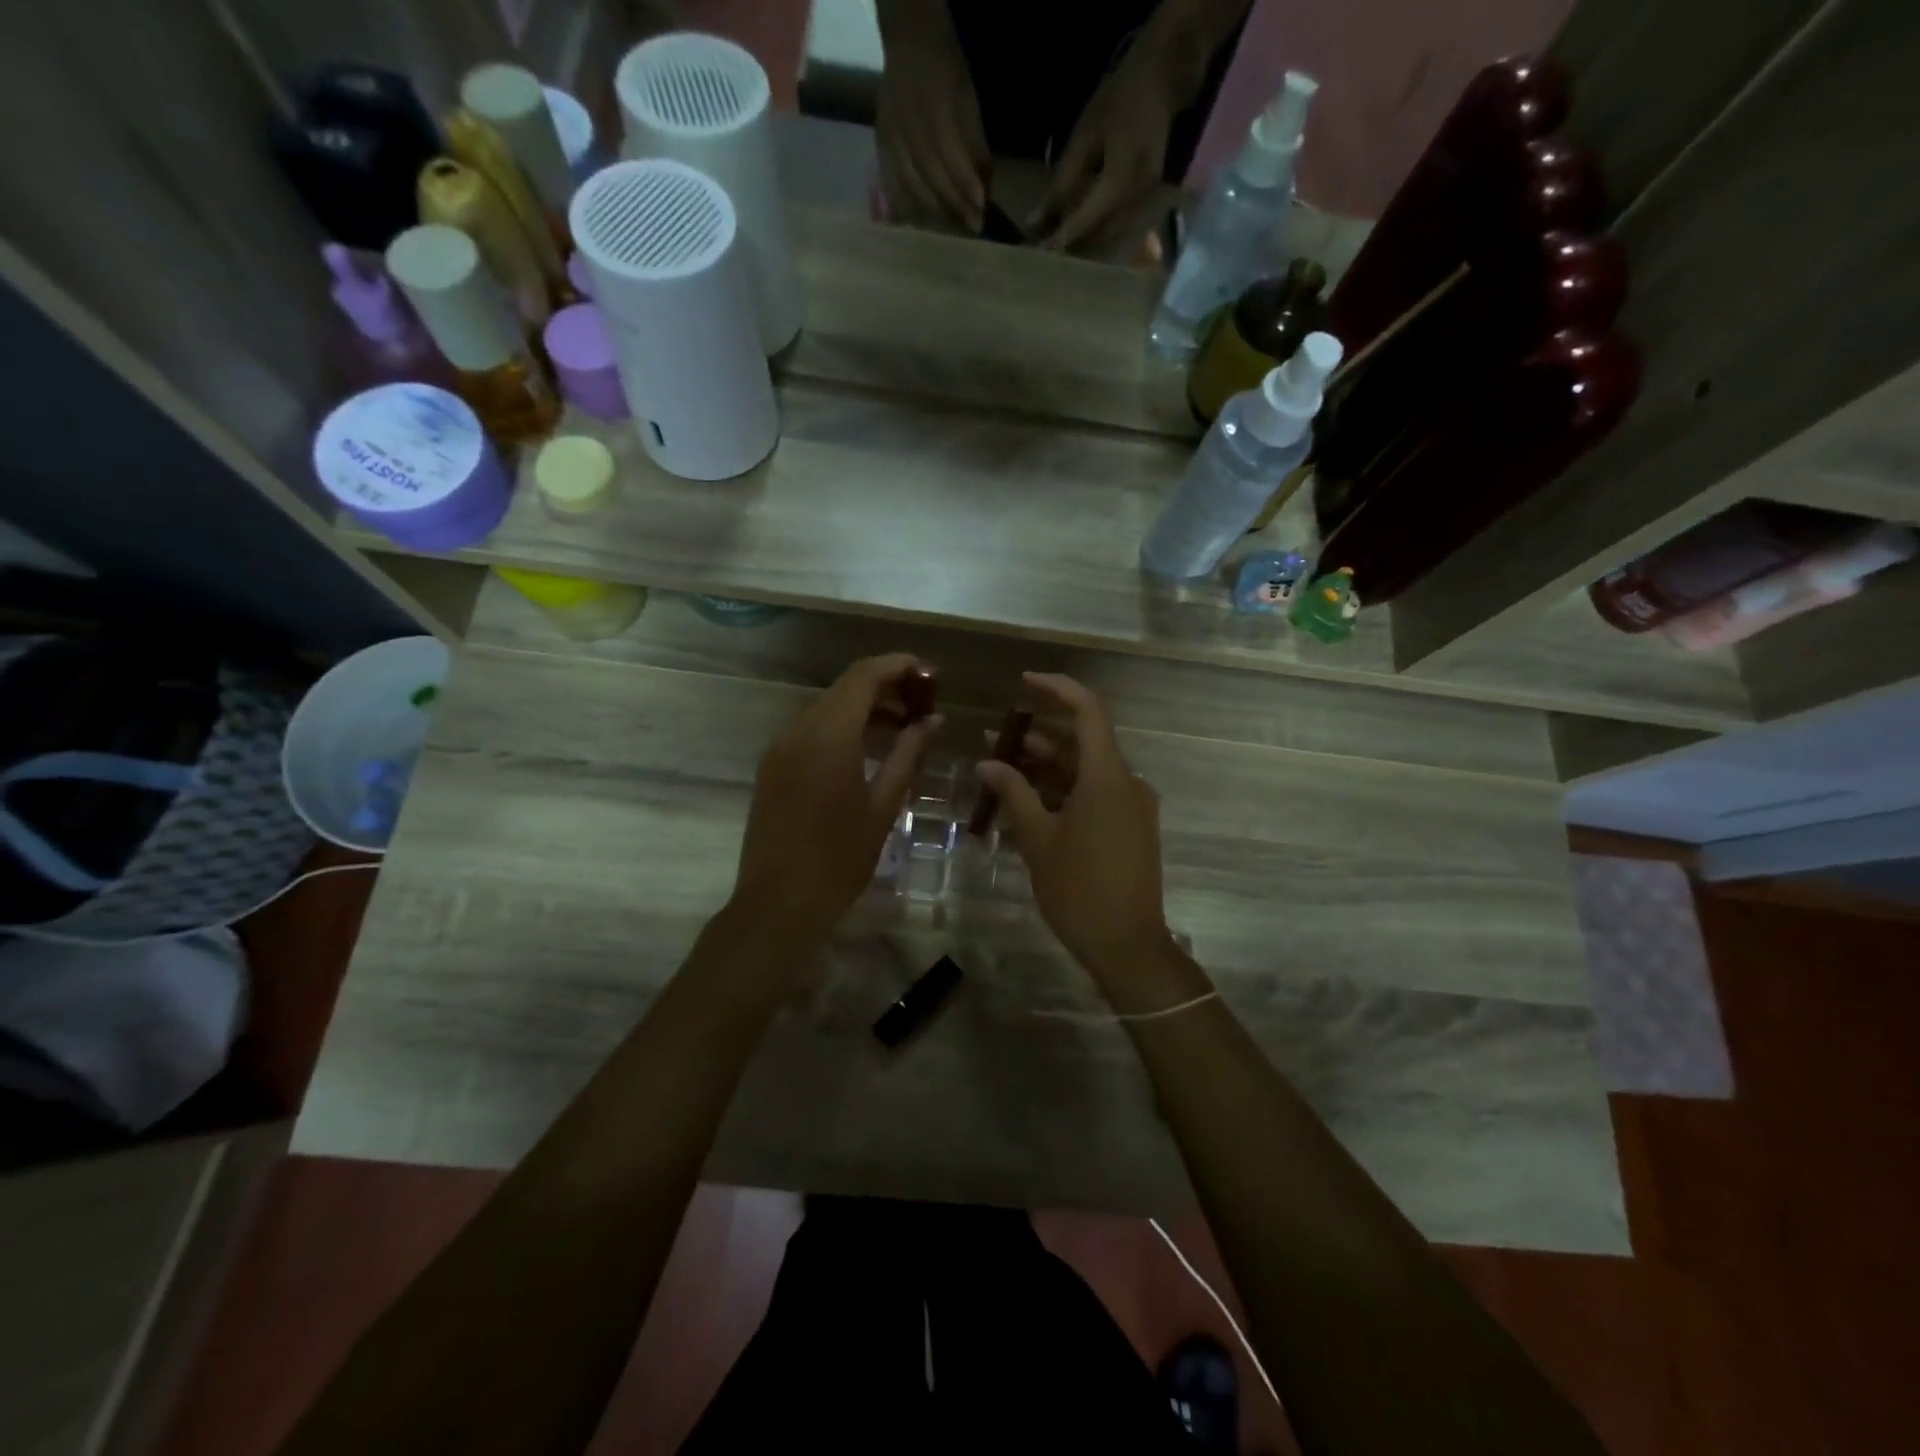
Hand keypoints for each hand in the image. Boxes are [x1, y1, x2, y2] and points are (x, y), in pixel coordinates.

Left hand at [731, 653, 941, 947]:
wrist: (779, 903)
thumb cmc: (840, 858)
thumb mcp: (883, 805)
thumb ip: (909, 755)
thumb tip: (933, 721)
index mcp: (829, 735)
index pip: (864, 676)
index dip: (898, 666)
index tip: (931, 674)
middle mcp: (799, 730)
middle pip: (845, 688)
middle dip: (885, 686)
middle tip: (923, 703)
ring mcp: (780, 748)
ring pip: (827, 708)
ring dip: (864, 708)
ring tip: (903, 727)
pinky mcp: (772, 767)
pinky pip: (811, 731)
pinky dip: (842, 727)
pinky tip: (867, 750)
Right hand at [874, 4, 988, 230]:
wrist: (909, 45)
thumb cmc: (946, 72)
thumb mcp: (968, 101)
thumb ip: (975, 145)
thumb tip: (986, 188)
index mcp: (934, 107)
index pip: (952, 156)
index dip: (966, 184)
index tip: (981, 208)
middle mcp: (909, 125)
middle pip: (931, 176)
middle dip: (954, 203)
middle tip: (971, 224)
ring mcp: (891, 137)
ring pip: (911, 185)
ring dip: (934, 211)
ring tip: (951, 223)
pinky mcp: (881, 145)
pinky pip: (891, 183)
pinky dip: (904, 206)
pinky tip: (918, 221)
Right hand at [976, 673, 1174, 977]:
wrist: (1127, 944)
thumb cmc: (1079, 888)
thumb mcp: (1038, 839)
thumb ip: (1013, 793)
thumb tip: (988, 762)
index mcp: (1107, 776)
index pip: (1088, 711)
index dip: (1057, 689)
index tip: (1024, 682)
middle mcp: (1127, 781)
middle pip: (1084, 741)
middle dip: (1040, 735)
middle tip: (997, 737)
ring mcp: (1133, 805)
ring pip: (1088, 769)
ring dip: (1050, 765)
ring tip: (1004, 767)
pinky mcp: (1132, 826)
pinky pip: (1097, 793)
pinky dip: (1065, 788)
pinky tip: (1031, 800)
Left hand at [1033, 54, 1176, 252]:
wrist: (1162, 81)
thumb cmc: (1118, 101)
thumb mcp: (1084, 138)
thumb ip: (1061, 183)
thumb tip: (1035, 223)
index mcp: (1122, 177)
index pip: (1087, 219)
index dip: (1063, 237)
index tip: (1040, 253)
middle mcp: (1137, 197)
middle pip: (1100, 237)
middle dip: (1073, 247)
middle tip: (1045, 253)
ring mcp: (1146, 202)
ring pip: (1110, 238)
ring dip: (1085, 246)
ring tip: (1059, 246)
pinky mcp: (1148, 203)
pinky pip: (1119, 229)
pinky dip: (1098, 235)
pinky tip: (1080, 234)